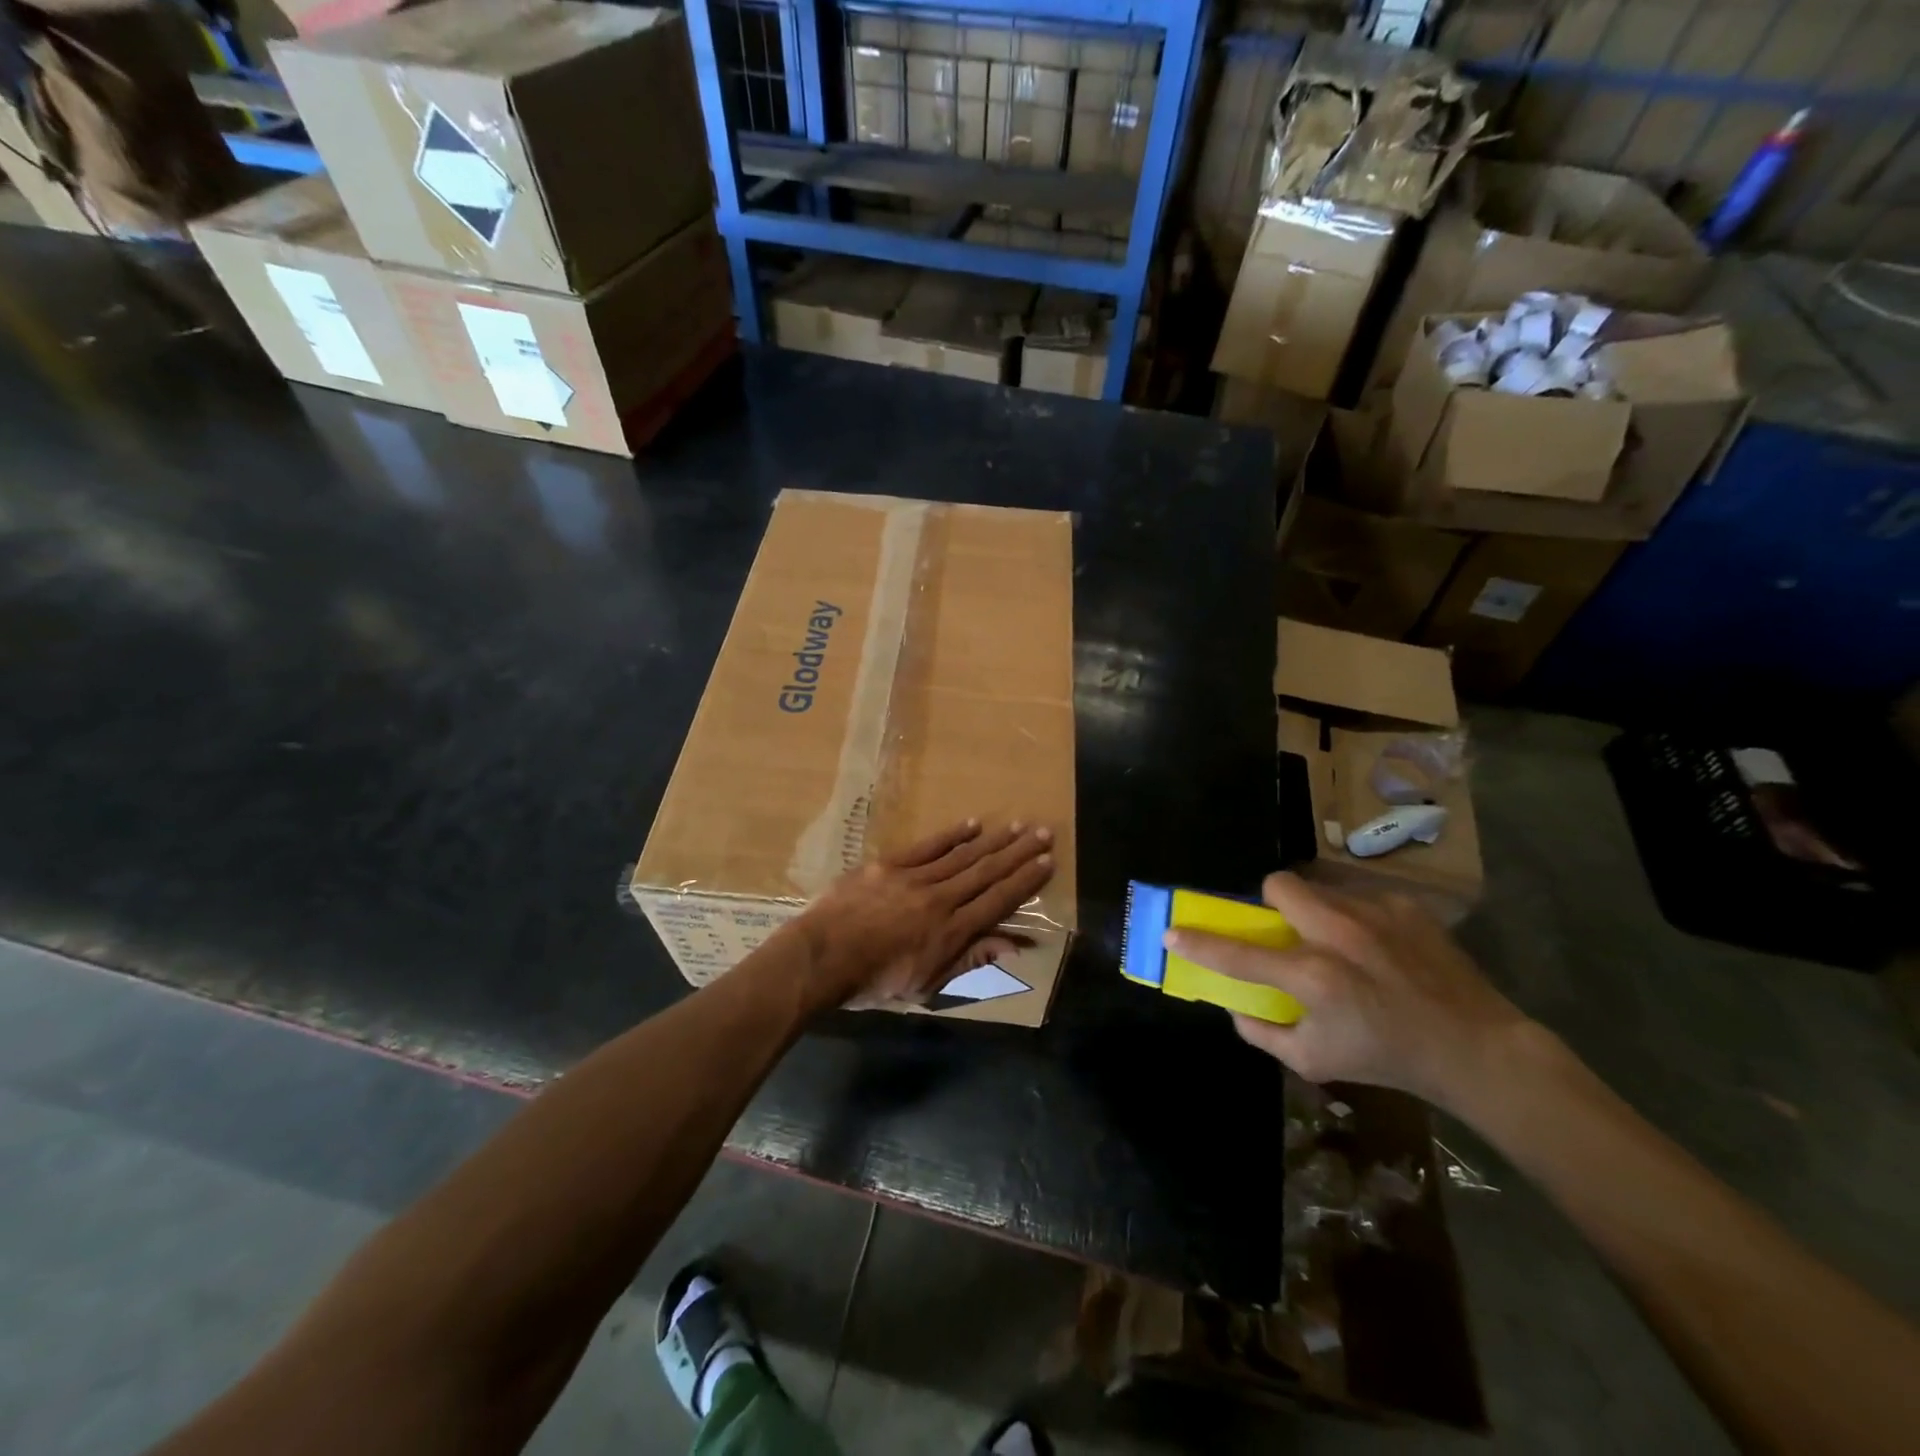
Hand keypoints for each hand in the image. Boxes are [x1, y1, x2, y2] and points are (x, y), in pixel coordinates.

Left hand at [789, 820, 1054, 1010]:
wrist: (821, 957)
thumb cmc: (873, 982)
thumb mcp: (926, 985)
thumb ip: (969, 961)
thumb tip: (1011, 946)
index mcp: (951, 933)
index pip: (998, 901)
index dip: (1025, 881)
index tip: (1047, 862)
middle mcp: (940, 900)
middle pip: (986, 872)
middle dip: (1018, 852)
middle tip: (1044, 832)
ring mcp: (914, 879)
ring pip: (962, 856)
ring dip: (993, 840)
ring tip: (1017, 826)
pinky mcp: (889, 865)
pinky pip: (927, 847)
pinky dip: (951, 835)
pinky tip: (972, 824)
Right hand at [1166, 873, 1531, 1111]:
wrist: (1475, 1047)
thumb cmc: (1387, 1058)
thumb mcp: (1314, 1061)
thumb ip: (1262, 1033)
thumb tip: (1234, 1006)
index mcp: (1312, 976)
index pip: (1238, 952)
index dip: (1198, 942)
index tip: (1173, 932)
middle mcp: (1338, 934)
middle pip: (1278, 886)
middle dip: (1270, 903)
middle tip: (1286, 932)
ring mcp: (1374, 914)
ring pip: (1319, 889)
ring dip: (1315, 912)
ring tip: (1341, 944)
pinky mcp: (1405, 906)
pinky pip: (1358, 898)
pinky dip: (1355, 918)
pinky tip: (1379, 948)